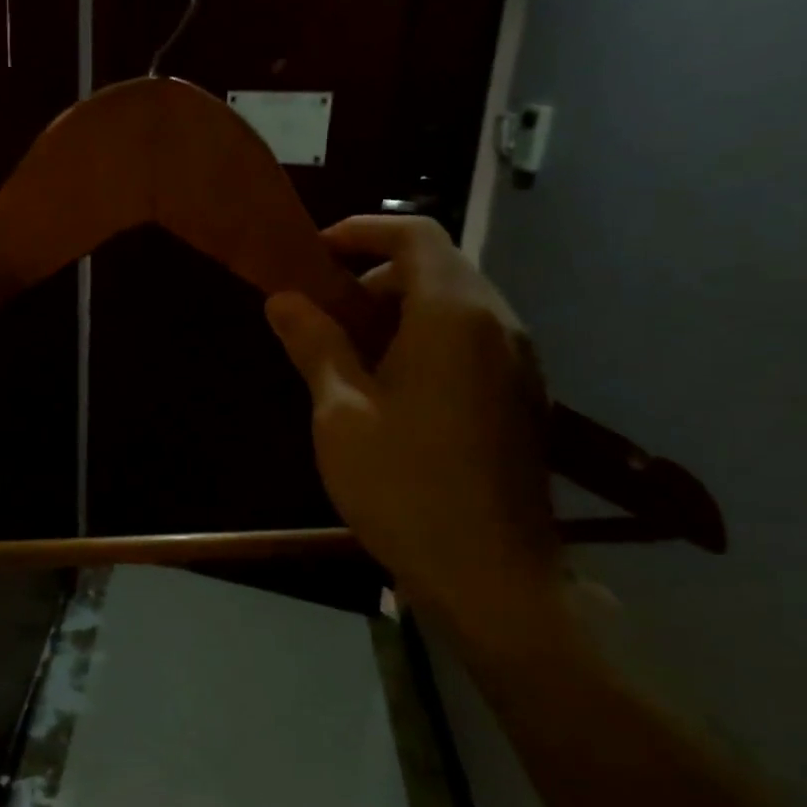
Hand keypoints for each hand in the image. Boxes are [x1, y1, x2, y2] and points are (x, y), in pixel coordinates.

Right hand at [266, 216, 566, 651]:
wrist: (492, 575)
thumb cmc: (404, 486)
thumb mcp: (341, 412)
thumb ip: (315, 345)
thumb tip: (284, 299)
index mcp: (454, 315)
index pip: (414, 235)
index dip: (361, 230)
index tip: (314, 254)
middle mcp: (498, 324)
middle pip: (437, 266)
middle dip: (374, 276)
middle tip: (322, 314)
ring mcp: (519, 361)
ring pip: (457, 305)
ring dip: (400, 310)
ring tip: (350, 355)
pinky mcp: (523, 396)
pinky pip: (472, 341)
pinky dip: (428, 340)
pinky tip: (392, 390)